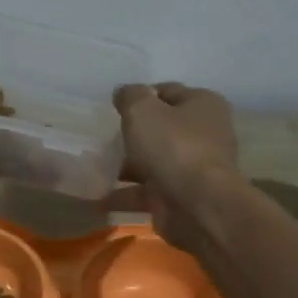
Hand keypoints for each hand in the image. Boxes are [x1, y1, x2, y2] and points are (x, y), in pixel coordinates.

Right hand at [100, 83, 240, 246]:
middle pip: (161, 129)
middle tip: (103, 138)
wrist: (197, 205)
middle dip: (133, 135)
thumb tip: (124, 92)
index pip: (168, 92)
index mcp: (202, 105)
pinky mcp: (179, 197)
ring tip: (94, 168)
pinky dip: (124, 195)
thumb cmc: (173, 147)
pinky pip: (146, 193)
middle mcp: (203, 134)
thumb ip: (130, 97)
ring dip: (126, 167)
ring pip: (152, 162)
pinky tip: (98, 199)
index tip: (114, 108)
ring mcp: (192, 169)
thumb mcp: (143, 111)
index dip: (141, 97)